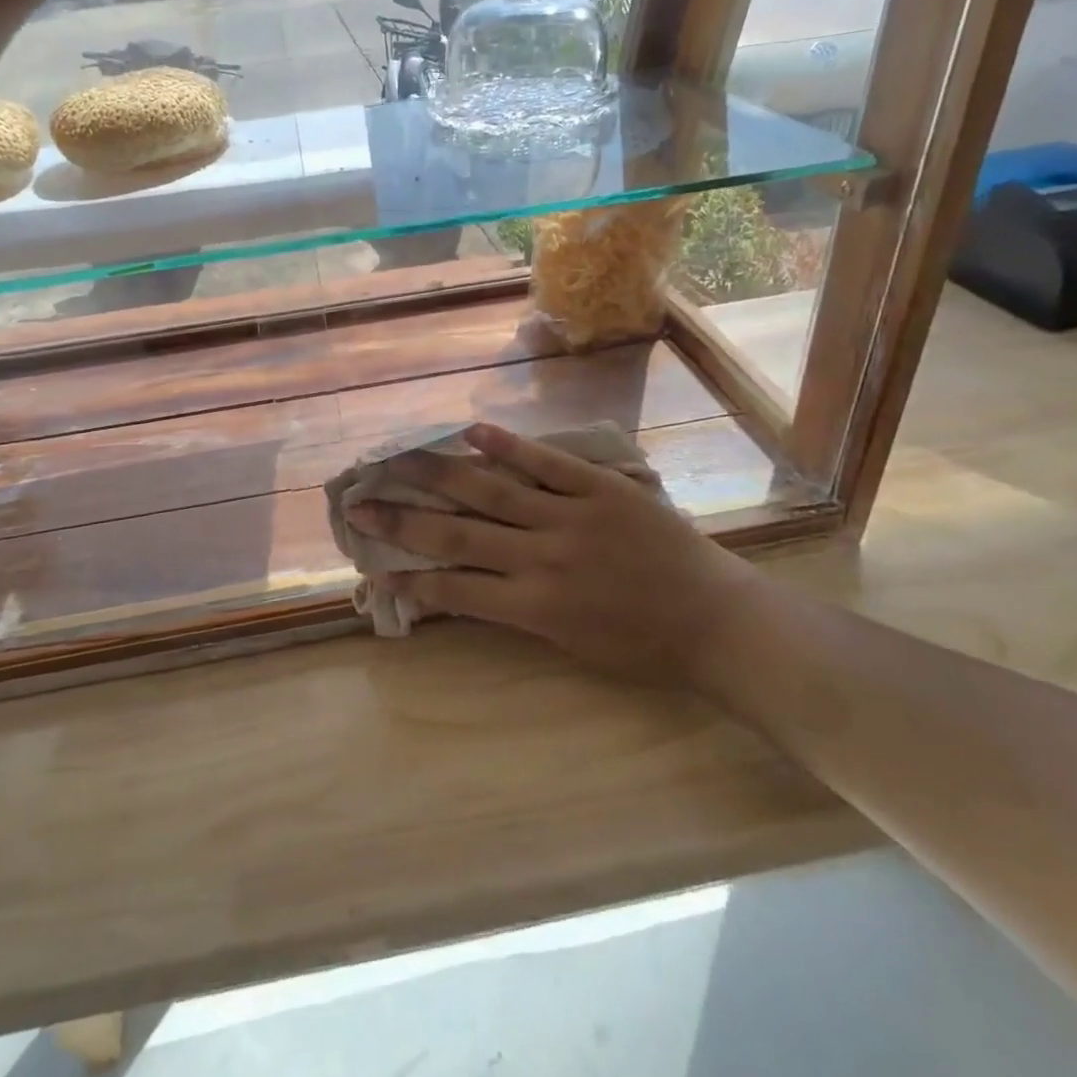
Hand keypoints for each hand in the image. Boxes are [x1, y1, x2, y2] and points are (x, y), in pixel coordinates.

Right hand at [346, 424, 776, 686]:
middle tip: (359, 501)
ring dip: (438, 474)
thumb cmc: (643, 646)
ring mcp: (571, 518)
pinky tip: (471, 431)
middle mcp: (542, 559)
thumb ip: (519, 611)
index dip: (408, 579)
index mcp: (534, 607)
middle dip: (402, 519)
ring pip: (492, 491)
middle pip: (457, 534)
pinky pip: (548, 464)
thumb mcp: (571, 645)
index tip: (371, 567)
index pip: (454, 590)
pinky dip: (509, 447)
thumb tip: (468, 585)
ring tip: (397, 458)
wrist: (717, 621)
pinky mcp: (601, 489)